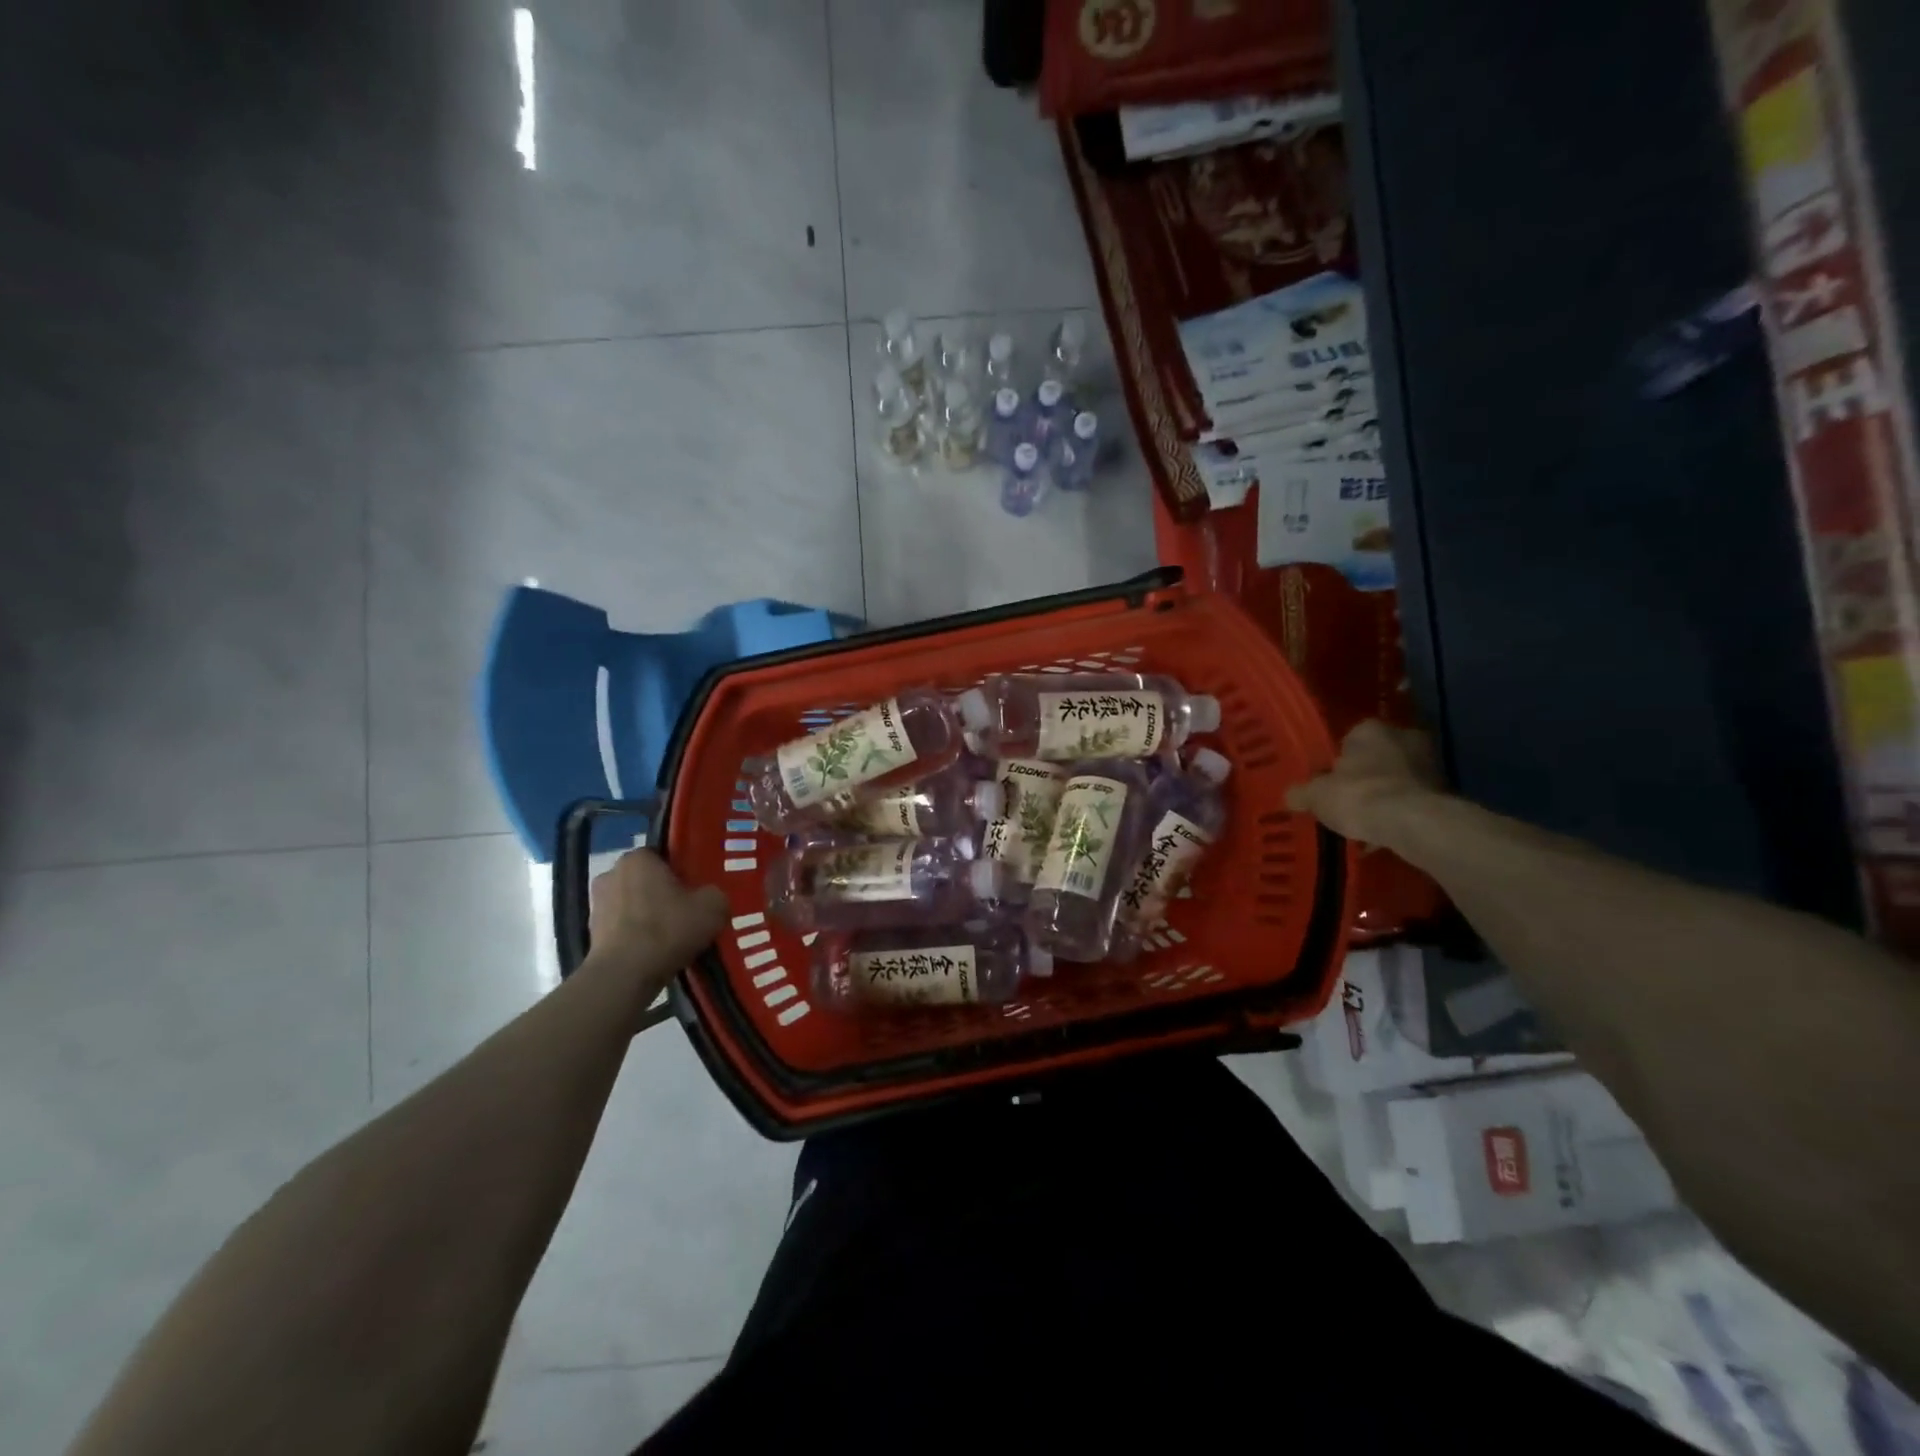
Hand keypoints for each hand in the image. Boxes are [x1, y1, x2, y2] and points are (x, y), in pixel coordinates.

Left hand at [586, 850, 726, 998]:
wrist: (625, 975)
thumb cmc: (668, 929)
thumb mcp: (713, 907)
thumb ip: (715, 893)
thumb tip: (709, 898)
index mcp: (638, 858)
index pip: (664, 856)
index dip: (682, 872)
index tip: (695, 891)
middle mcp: (611, 873)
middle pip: (646, 880)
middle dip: (663, 893)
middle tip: (687, 913)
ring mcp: (596, 904)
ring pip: (633, 904)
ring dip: (647, 916)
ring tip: (671, 938)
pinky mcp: (590, 933)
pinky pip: (622, 928)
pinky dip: (635, 937)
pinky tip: (653, 953)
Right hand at [1286, 720, 1444, 845]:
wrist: (1413, 823)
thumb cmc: (1358, 796)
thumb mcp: (1316, 796)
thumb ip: (1302, 793)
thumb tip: (1291, 796)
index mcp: (1370, 729)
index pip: (1351, 737)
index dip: (1339, 760)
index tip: (1331, 780)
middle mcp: (1404, 737)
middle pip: (1378, 756)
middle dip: (1366, 775)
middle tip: (1348, 798)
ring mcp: (1430, 764)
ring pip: (1398, 778)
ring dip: (1385, 794)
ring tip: (1366, 820)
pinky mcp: (1445, 792)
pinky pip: (1413, 800)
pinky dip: (1401, 812)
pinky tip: (1385, 832)